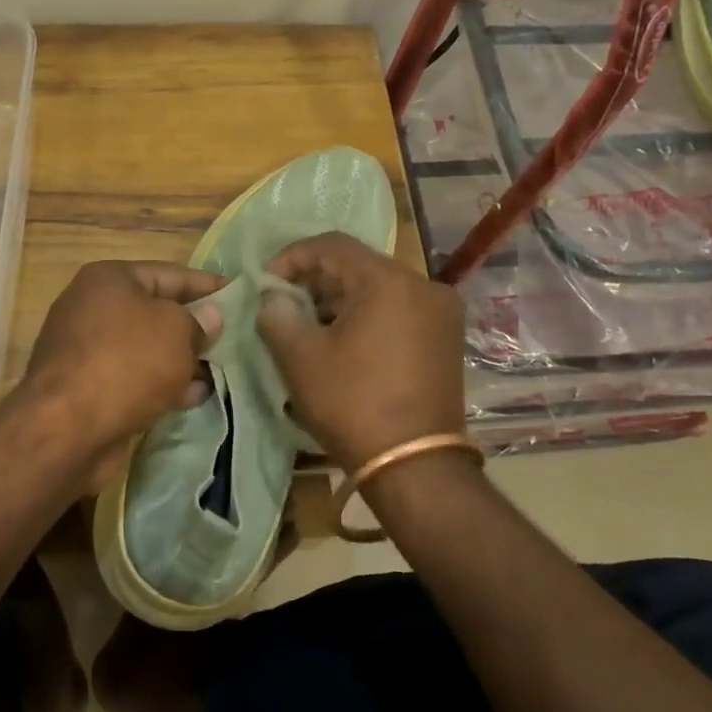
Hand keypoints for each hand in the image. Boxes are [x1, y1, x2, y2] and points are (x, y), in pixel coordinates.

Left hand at [18, 260, 224, 459]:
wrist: (66, 429)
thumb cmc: (127, 362)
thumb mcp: (176, 332)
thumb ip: (199, 322)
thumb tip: (210, 316)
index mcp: (110, 279)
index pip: (171, 273)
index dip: (208, 284)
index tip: (240, 295)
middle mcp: (93, 308)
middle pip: (157, 312)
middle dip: (196, 327)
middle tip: (236, 338)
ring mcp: (88, 350)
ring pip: (148, 349)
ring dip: (183, 360)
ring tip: (222, 371)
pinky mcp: (88, 388)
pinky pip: (135, 378)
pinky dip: (163, 384)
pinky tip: (196, 396)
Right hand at [256, 233, 465, 469]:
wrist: (414, 466)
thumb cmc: (353, 404)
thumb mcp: (301, 359)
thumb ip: (278, 317)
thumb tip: (273, 300)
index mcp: (389, 281)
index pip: (332, 246)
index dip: (292, 257)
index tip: (266, 283)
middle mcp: (423, 286)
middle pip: (358, 265)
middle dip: (315, 281)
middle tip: (283, 306)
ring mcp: (441, 313)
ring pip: (379, 288)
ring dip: (339, 300)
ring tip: (308, 327)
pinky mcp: (445, 338)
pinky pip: (398, 310)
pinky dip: (367, 316)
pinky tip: (342, 341)